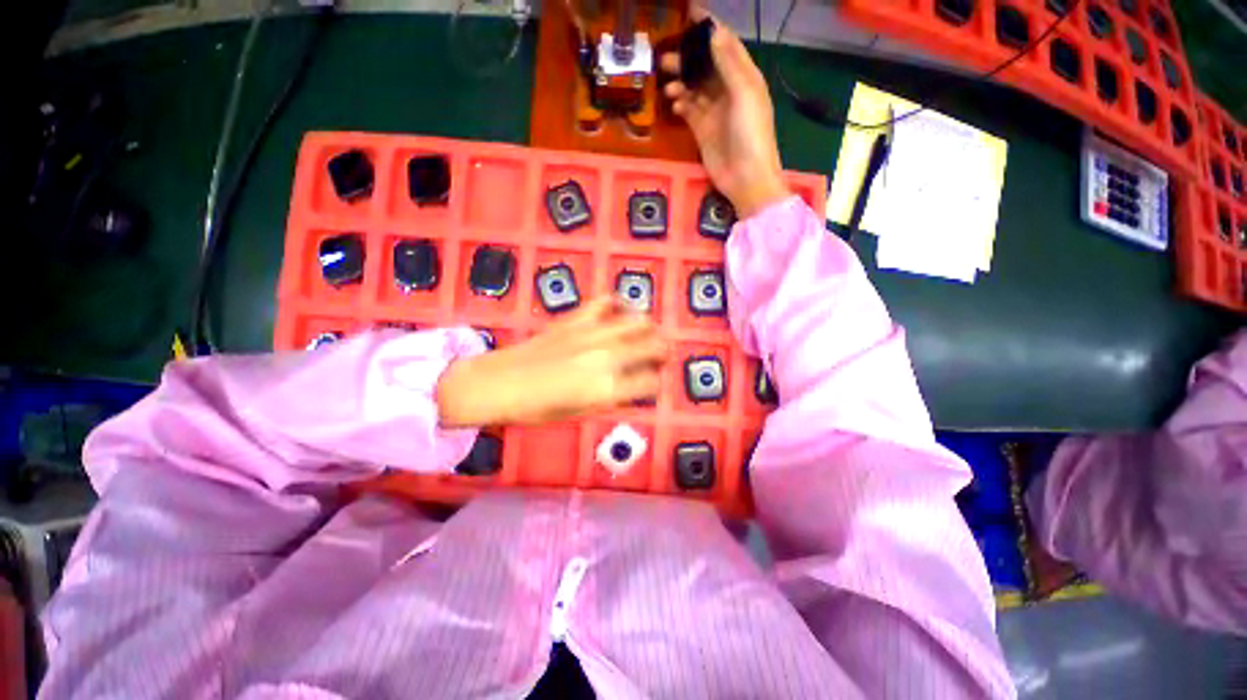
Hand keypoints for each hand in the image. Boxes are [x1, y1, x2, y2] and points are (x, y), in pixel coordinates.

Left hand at [437, 298, 667, 426]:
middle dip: (663, 351)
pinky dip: (618, 304)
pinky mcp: (577, 319)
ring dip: (649, 327)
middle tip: (662, 355)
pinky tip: (619, 312)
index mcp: (608, 388)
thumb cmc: (537, 409)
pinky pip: (606, 302)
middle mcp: (607, 358)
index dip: (656, 384)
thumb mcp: (580, 414)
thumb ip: (612, 398)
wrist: (500, 383)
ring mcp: (593, 334)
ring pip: (638, 321)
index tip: (652, 384)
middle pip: (653, 346)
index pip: (651, 383)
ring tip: (647, 333)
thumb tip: (632, 386)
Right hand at [661, 13, 789, 218]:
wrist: (745, 177)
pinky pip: (689, 110)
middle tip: (667, 56)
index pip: (726, 45)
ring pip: (695, 88)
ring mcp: (715, 112)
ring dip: (681, 82)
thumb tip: (713, 32)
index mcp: (745, 77)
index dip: (709, 29)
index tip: (689, 14)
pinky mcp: (702, 131)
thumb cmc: (750, 133)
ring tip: (666, 81)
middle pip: (706, 67)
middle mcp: (729, 91)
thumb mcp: (744, 93)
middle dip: (688, 59)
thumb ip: (729, 63)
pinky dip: (681, 104)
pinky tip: (674, 102)